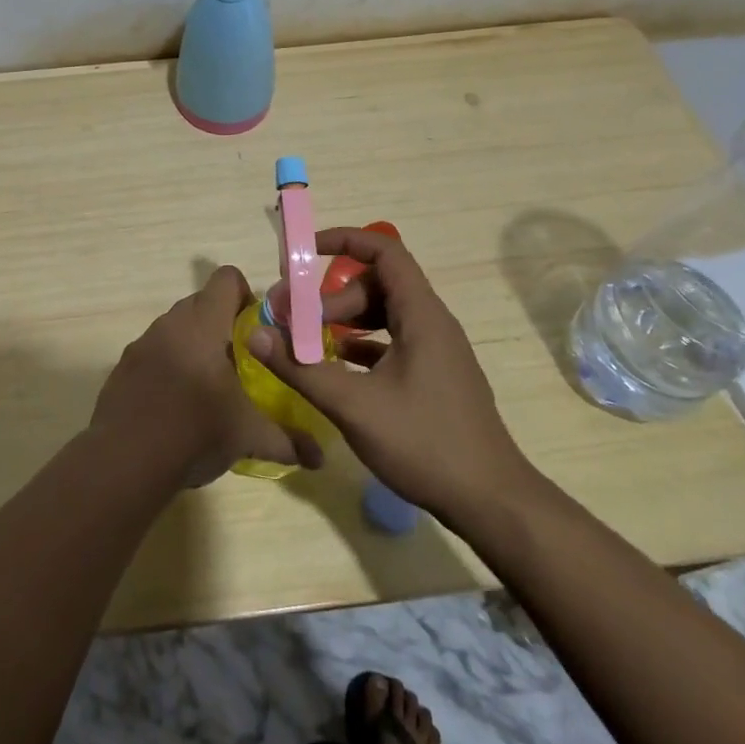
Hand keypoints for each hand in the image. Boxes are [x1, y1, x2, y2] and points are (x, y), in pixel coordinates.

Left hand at [91, 266, 325, 488]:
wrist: (125, 460)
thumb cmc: (195, 432)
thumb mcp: (248, 437)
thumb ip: (287, 441)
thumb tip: (320, 459)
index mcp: (203, 325)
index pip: (226, 279)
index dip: (246, 296)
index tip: (257, 330)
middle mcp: (170, 324)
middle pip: (201, 302)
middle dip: (222, 324)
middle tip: (240, 361)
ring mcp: (142, 344)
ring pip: (175, 328)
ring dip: (194, 345)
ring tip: (209, 386)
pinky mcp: (123, 367)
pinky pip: (153, 352)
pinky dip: (168, 365)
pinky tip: (176, 404)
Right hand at [245, 229, 535, 514]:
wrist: (490, 502)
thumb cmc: (424, 444)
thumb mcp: (353, 405)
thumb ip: (300, 368)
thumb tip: (254, 335)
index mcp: (421, 315)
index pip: (384, 251)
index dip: (343, 241)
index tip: (302, 253)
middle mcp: (431, 323)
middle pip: (376, 285)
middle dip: (330, 295)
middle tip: (293, 321)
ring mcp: (435, 350)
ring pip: (383, 313)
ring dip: (344, 319)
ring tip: (308, 341)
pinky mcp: (433, 376)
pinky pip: (392, 341)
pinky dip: (361, 342)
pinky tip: (336, 363)